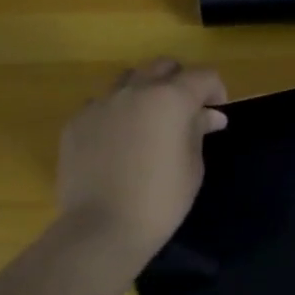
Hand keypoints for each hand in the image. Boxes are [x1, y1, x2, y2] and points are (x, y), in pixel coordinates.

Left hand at [58, 59, 226, 259]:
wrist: (103, 227)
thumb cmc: (161, 200)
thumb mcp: (192, 167)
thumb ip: (198, 131)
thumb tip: (209, 116)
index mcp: (170, 99)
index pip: (203, 76)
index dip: (216, 91)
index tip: (217, 113)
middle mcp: (134, 91)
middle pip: (164, 67)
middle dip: (181, 82)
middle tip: (187, 111)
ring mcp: (101, 103)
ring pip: (129, 79)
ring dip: (146, 91)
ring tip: (150, 121)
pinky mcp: (77, 122)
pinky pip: (102, 104)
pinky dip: (117, 112)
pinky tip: (119, 141)